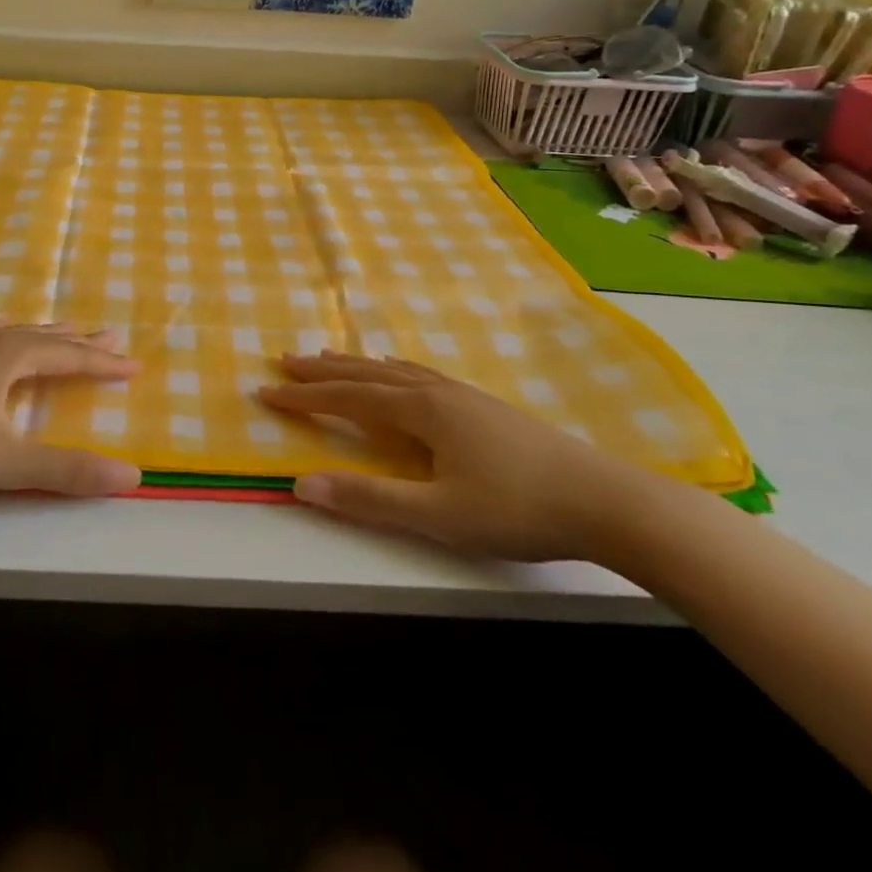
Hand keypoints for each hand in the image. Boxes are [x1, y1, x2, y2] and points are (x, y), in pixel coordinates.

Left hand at [0, 323, 142, 506]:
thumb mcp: (3, 461)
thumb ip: (66, 470)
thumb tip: (132, 475)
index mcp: (10, 358)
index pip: (69, 357)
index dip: (103, 362)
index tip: (134, 364)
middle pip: (45, 337)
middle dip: (80, 341)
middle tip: (111, 334)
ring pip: (13, 333)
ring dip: (45, 333)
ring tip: (64, 328)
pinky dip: (6, 333)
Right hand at [260, 353, 652, 561]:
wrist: (604, 500)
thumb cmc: (517, 509)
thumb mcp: (438, 515)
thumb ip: (369, 500)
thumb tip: (302, 484)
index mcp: (420, 411)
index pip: (347, 399)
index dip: (305, 397)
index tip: (266, 391)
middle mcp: (435, 392)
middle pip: (366, 375)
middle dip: (322, 370)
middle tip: (285, 360)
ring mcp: (462, 395)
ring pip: (394, 371)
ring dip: (355, 365)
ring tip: (328, 356)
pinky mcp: (483, 405)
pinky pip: (421, 375)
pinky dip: (393, 369)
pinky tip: (399, 371)